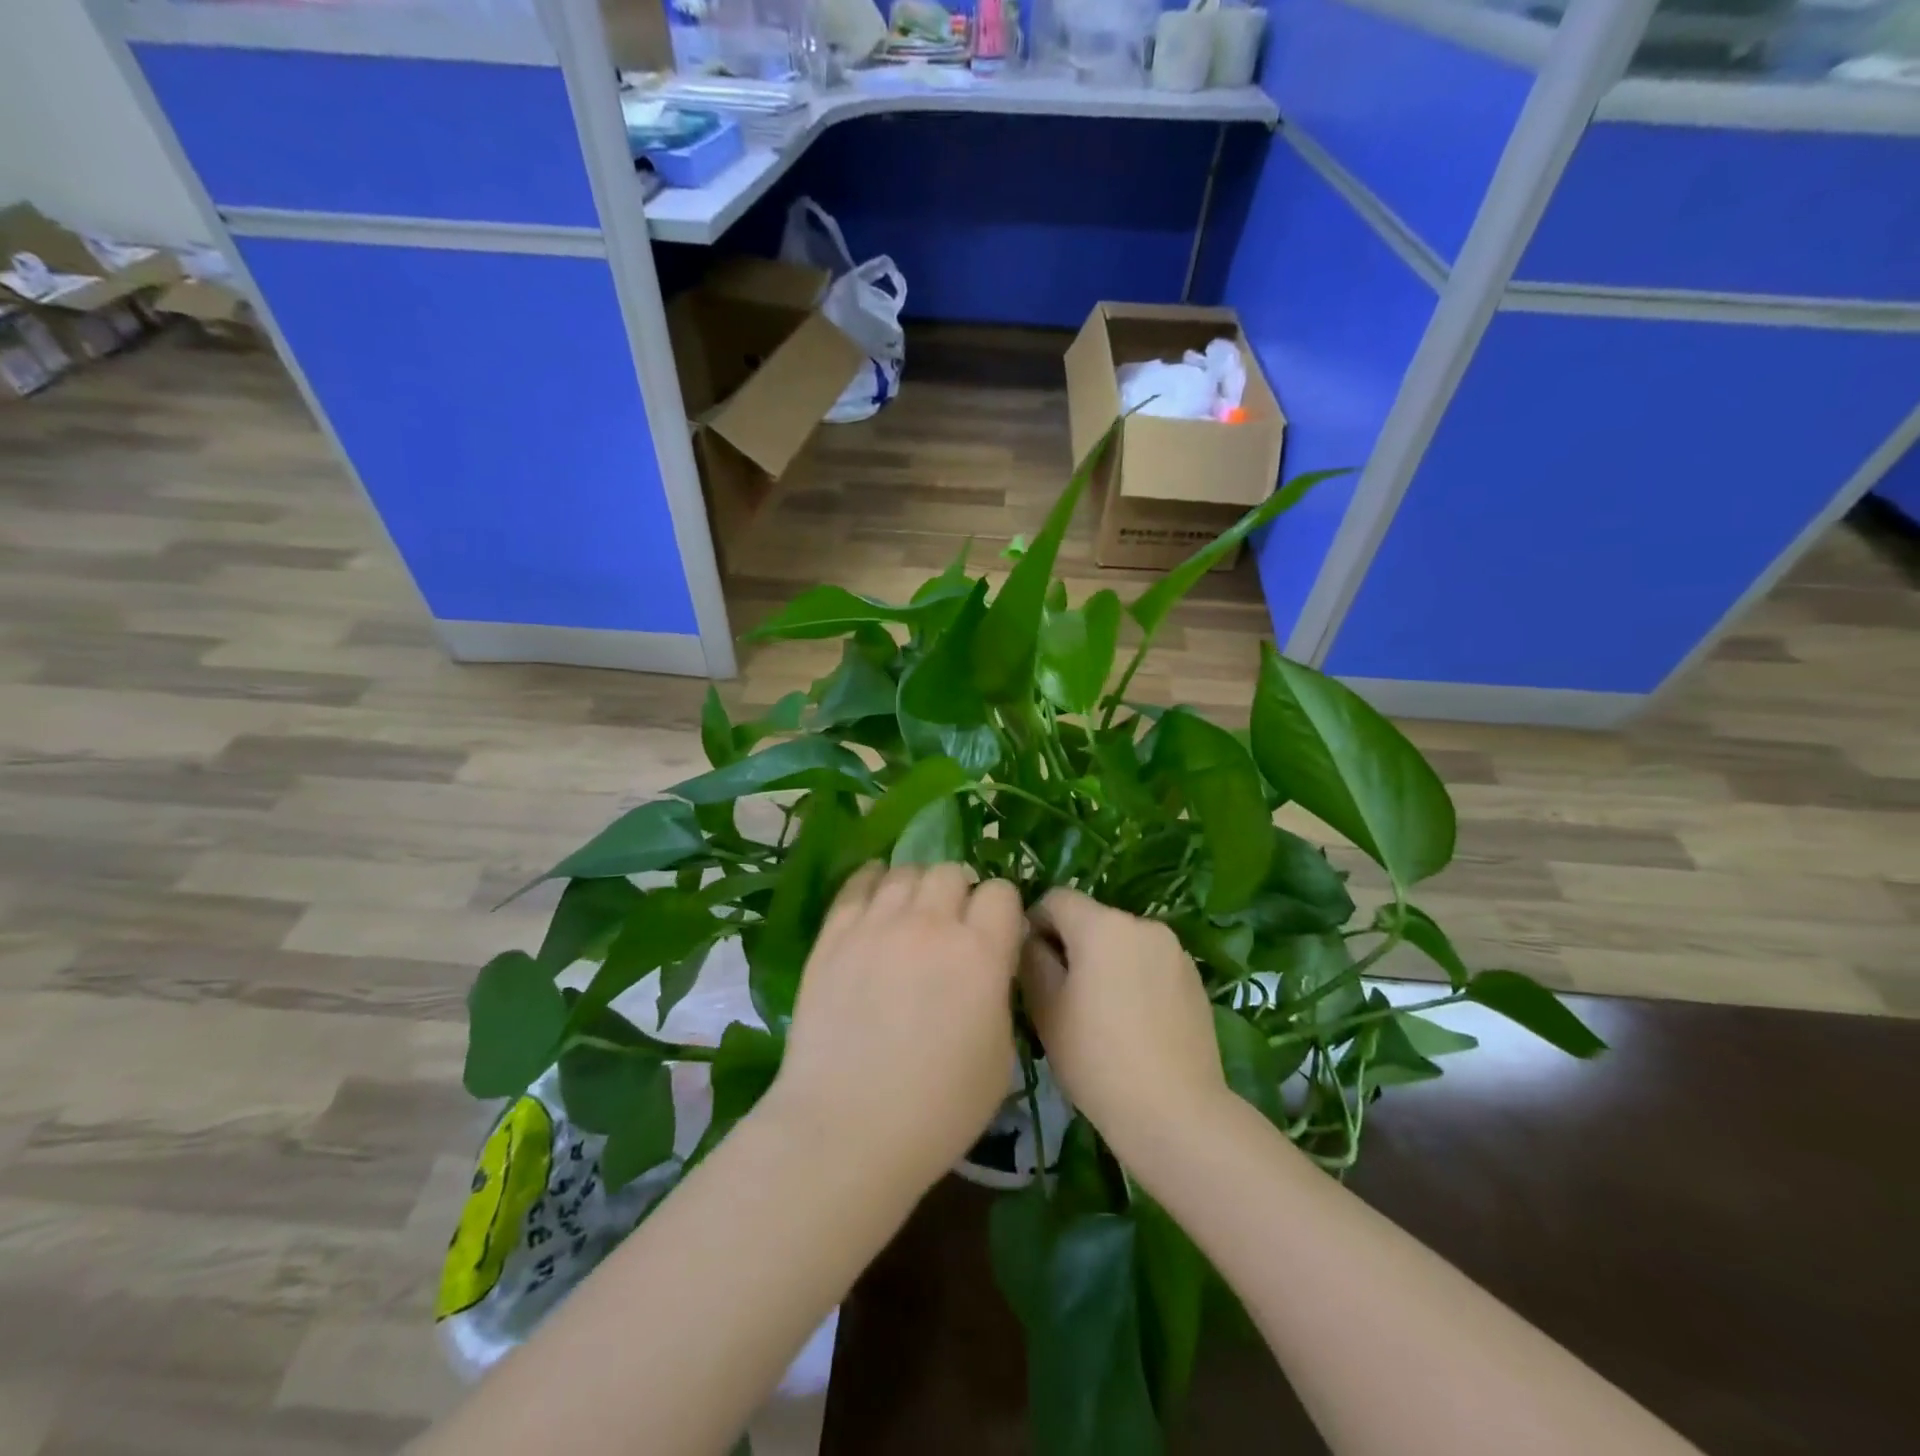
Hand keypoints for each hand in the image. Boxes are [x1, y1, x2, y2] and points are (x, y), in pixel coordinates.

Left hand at [768, 863, 1025, 1196]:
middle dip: (961, 893)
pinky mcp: (833, 934)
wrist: (846, 1128)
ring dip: (918, 887)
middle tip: (953, 926)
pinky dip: (873, 880)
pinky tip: (876, 890)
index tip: (996, 933)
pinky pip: (857, 883)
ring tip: (913, 914)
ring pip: (906, 871)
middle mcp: (930, 923)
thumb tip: (989, 966)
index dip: (1002, 910)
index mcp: (980, 952)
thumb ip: (999, 994)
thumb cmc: (937, 1109)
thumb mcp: (1000, 1057)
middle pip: (952, 872)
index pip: (1001, 892)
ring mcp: (876, 924)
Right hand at [1022, 889, 1226, 1163]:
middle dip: (1071, 945)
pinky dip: (1134, 979)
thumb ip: (1032, 960)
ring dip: (1104, 961)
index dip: (1034, 924)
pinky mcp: (1194, 978)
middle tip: (1061, 996)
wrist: (1175, 1113)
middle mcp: (1141, 924)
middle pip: (1091, 919)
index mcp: (1102, 925)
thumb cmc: (1097, 1060)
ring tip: (1100, 1014)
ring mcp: (1174, 950)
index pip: (1056, 899)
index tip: (1030, 965)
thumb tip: (1032, 939)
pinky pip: (1150, 963)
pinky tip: (1133, 1024)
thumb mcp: (1046, 1009)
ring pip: (1122, 942)